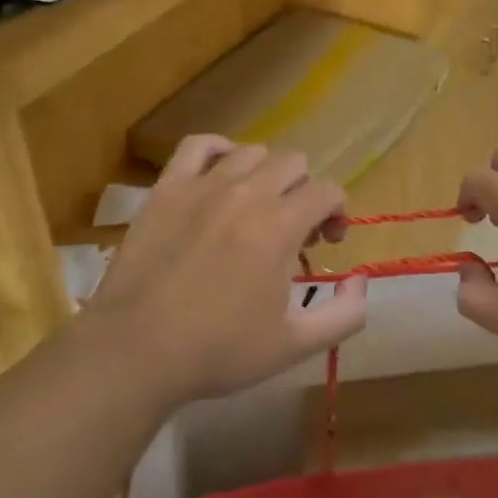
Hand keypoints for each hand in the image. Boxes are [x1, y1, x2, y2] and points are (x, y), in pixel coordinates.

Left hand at [89, 136, 366, 403]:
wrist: (136, 352)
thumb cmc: (218, 351)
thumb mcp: (294, 346)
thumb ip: (345, 314)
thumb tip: (361, 280)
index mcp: (279, 227)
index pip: (328, 190)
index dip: (337, 211)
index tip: (327, 242)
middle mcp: (246, 194)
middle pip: (295, 163)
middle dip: (305, 191)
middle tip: (295, 228)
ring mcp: (203, 186)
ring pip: (252, 152)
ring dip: (267, 174)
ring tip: (258, 206)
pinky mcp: (167, 188)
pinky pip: (198, 145)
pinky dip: (218, 150)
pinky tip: (221, 173)